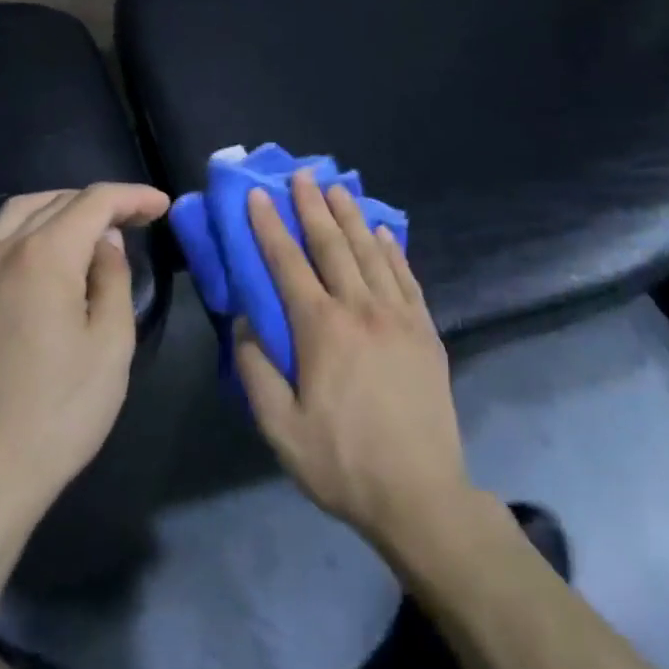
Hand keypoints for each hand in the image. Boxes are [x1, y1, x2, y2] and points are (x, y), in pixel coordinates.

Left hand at [0, 182, 168, 529]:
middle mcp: (2, 251)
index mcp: (43, 255)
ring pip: (19, 214)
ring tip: (94, 231)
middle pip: (55, 201)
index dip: (132, 197)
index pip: (94, 202)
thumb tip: (106, 244)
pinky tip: (50, 260)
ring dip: (61, 209)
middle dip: (100, 203)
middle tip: (136, 220)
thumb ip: (113, 279)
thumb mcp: (110, 345)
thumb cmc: (58, 411)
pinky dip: (31, 232)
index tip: (162, 206)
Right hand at [235, 170, 474, 546]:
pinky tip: (384, 233)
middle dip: (313, 206)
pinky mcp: (425, 330)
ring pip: (371, 252)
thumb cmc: (342, 462)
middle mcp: (360, 309)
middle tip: (302, 174)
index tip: (258, 195)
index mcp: (321, 329)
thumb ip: (256, 371)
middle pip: (332, 245)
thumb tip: (243, 325)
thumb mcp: (280, 428)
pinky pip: (406, 277)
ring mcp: (398, 316)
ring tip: (338, 188)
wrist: (421, 494)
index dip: (270, 226)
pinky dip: (392, 250)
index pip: (287, 263)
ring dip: (351, 216)